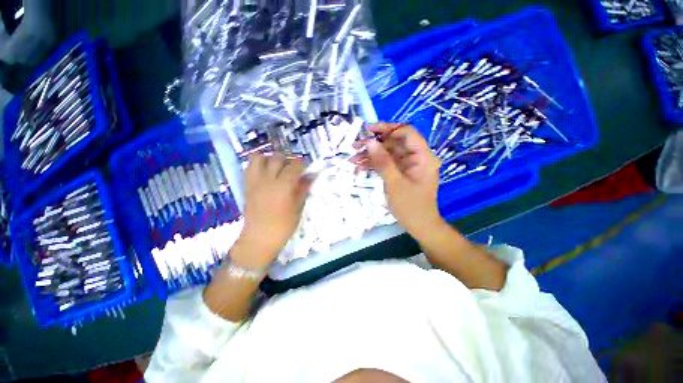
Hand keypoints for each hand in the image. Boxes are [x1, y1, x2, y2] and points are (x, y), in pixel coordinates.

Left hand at [235, 154, 309, 268]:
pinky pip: (250, 168)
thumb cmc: (282, 226)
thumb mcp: (297, 208)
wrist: (259, 239)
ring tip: (277, 167)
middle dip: (287, 160)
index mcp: (283, 186)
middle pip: (277, 159)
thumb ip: (303, 190)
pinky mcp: (247, 186)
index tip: (306, 167)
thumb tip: (310, 177)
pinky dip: (258, 165)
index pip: (294, 166)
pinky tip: (266, 173)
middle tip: (293, 168)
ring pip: (259, 158)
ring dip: (270, 158)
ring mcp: (255, 182)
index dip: (302, 164)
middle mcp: (268, 180)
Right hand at [361, 123, 445, 240]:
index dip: (388, 128)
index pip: (407, 132)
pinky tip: (360, 167)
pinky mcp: (401, 173)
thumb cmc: (410, 206)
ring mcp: (408, 165)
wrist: (419, 226)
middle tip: (355, 146)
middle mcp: (417, 157)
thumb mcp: (394, 183)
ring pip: (388, 153)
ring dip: (371, 155)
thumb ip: (382, 161)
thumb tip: (369, 142)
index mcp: (423, 156)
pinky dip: (375, 165)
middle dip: (374, 144)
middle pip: (395, 142)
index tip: (369, 131)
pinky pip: (387, 164)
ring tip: (353, 159)